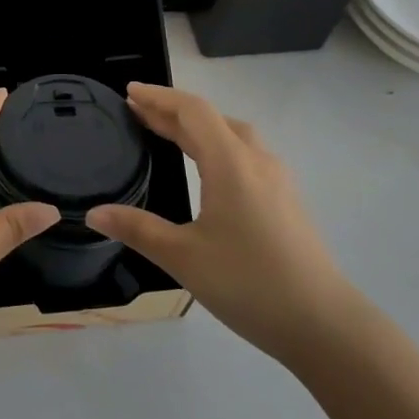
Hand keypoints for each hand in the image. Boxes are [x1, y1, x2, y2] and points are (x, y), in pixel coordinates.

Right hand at [87, 83, 360, 362]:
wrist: (325, 325)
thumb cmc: (249, 284)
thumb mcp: (183, 257)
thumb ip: (137, 229)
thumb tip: (94, 213)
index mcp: (230, 163)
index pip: (192, 111)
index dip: (159, 97)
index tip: (129, 92)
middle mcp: (256, 161)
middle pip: (211, 118)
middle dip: (172, 111)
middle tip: (137, 112)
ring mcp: (276, 180)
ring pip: (232, 135)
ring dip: (197, 127)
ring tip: (167, 133)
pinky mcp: (286, 200)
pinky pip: (245, 154)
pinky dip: (216, 145)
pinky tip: (207, 169)